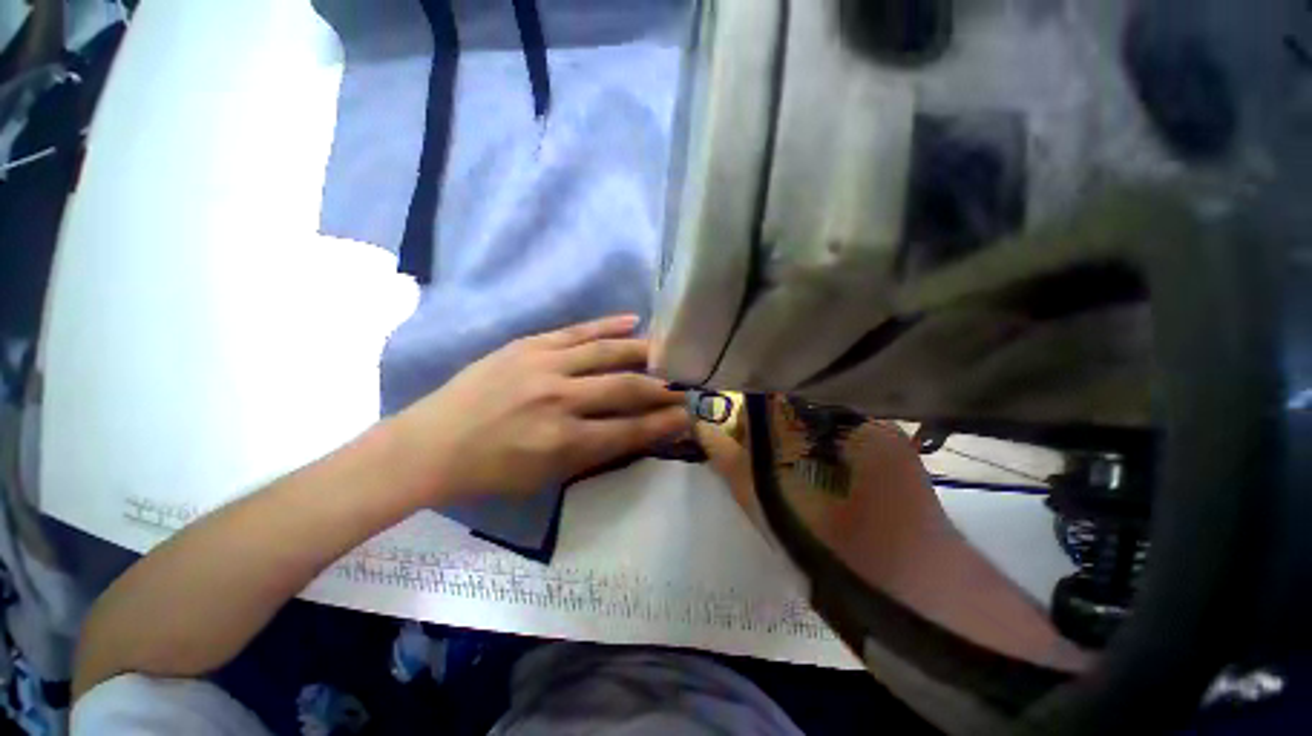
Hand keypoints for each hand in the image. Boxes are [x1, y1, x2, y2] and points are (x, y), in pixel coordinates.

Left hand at [397, 315, 691, 502]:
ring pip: (607, 353)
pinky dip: (609, 325)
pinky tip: (633, 321)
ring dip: (643, 353)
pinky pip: (578, 330)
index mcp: (564, 442)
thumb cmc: (493, 471)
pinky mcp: (530, 345)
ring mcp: (544, 366)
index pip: (630, 430)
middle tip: (683, 387)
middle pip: (626, 389)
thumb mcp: (548, 477)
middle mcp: (561, 400)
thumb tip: (636, 431)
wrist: (432, 443)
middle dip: (662, 389)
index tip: (687, 416)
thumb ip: (596, 453)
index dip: (663, 423)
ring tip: (666, 353)